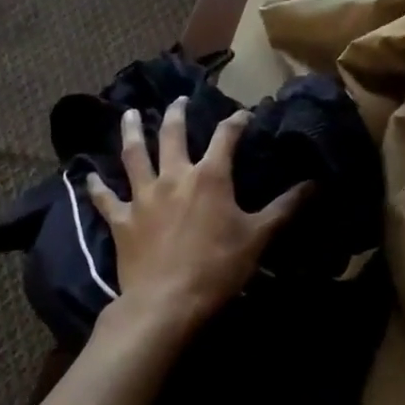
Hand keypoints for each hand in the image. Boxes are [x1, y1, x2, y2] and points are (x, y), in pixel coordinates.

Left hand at [86, 99, 309, 336]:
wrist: (166, 303)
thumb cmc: (218, 266)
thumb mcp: (259, 237)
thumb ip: (286, 207)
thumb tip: (316, 183)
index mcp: (211, 176)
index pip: (226, 136)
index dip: (236, 121)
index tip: (245, 114)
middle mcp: (175, 176)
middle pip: (172, 134)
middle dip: (177, 113)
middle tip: (178, 100)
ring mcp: (144, 196)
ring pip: (134, 155)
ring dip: (132, 132)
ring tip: (129, 114)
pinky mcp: (122, 220)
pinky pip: (106, 199)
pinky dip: (96, 187)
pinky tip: (88, 176)